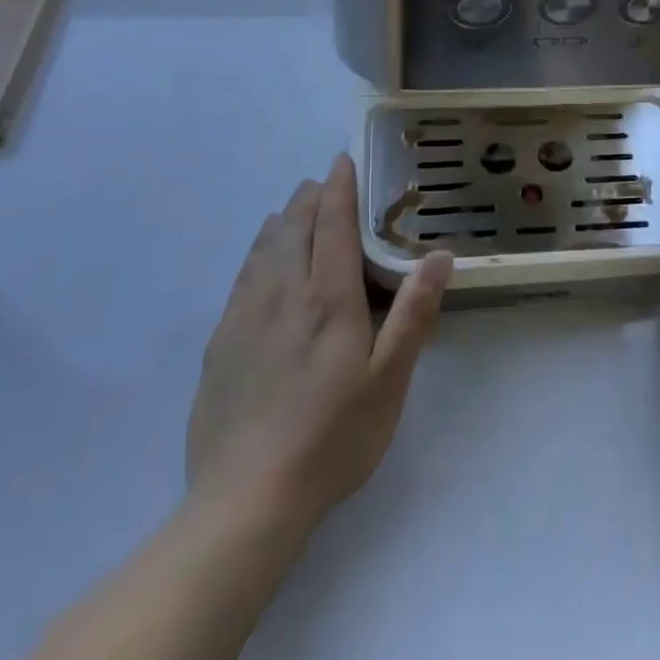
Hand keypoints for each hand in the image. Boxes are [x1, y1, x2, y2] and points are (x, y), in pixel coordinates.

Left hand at [186, 155, 452, 532]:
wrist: (246, 499)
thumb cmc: (332, 439)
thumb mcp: (388, 381)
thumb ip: (413, 314)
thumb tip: (439, 256)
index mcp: (327, 298)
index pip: (332, 224)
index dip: (339, 188)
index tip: (342, 160)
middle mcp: (282, 293)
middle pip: (294, 227)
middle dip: (310, 197)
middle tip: (323, 181)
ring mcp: (245, 316)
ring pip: (264, 248)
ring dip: (283, 220)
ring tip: (294, 208)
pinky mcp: (220, 342)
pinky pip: (242, 276)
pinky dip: (258, 252)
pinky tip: (261, 259)